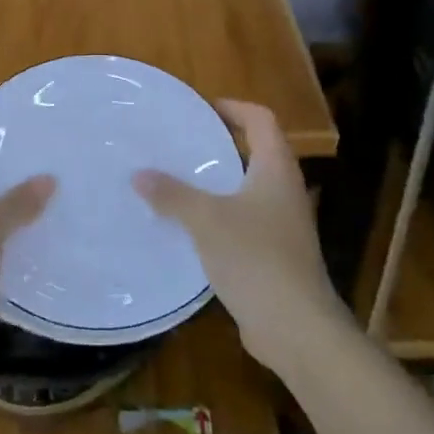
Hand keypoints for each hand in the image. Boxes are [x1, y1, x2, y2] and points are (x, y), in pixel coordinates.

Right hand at [134, 100, 352, 376]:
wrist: (295, 326)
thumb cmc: (255, 258)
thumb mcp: (206, 220)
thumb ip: (172, 194)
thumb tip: (138, 174)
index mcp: (276, 170)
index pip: (262, 120)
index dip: (235, 107)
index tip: (202, 108)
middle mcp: (285, 190)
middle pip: (257, 151)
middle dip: (222, 143)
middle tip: (183, 142)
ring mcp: (285, 224)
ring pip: (250, 188)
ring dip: (220, 181)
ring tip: (181, 180)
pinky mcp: (277, 254)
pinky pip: (246, 220)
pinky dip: (222, 214)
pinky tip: (193, 226)